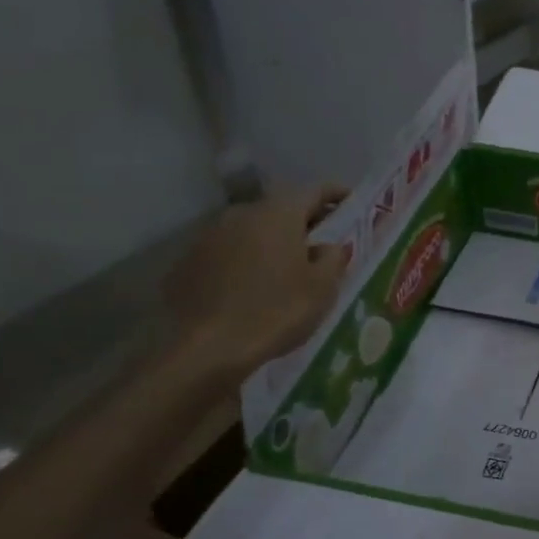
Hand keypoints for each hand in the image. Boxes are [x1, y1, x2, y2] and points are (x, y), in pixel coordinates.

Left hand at [165, 185, 351, 381]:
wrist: (208, 349)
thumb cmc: (277, 311)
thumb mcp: (323, 287)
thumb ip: (333, 257)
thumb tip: (328, 245)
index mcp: (278, 215)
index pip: (313, 190)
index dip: (335, 194)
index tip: (351, 202)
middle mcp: (240, 215)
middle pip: (279, 209)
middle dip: (303, 221)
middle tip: (322, 241)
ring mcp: (208, 237)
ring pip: (250, 231)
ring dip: (271, 242)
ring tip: (286, 267)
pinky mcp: (187, 264)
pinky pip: (226, 254)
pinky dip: (244, 262)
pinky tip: (252, 287)